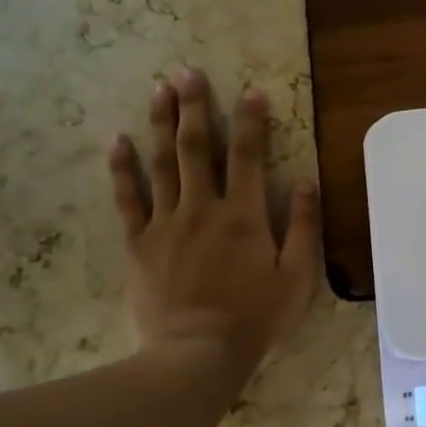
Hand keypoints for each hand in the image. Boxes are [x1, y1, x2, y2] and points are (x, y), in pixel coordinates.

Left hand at [106, 68, 320, 371]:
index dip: (251, 121)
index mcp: (244, 215)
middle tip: (187, 72)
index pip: (249, 156)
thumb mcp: (297, 277)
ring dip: (159, 123)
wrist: (196, 355)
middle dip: (194, 106)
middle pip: (197, 148)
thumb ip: (304, 227)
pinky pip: (128, 198)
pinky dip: (122, 169)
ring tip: (158, 89)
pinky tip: (117, 141)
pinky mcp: (138, 243)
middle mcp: (203, 208)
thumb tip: (308, 182)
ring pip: (161, 163)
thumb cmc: (254, 318)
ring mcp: (165, 223)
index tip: (251, 91)